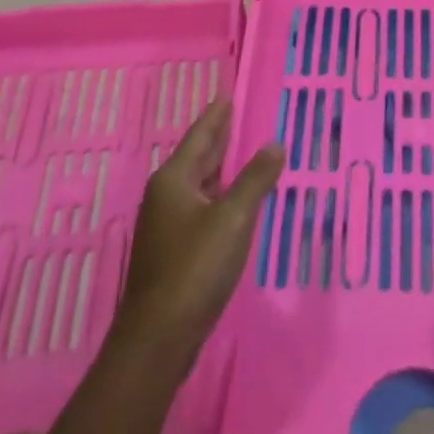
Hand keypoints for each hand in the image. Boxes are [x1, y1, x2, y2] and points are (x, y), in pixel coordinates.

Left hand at [107, 99, 283, 372]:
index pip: (200, 137)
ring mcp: (165, 226)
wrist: (158, 338)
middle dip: (215, 138)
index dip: (215, 117)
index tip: (226, 95)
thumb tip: (275, 144)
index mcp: (174, 180)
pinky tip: (230, 201)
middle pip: (195, 158)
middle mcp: (165, 196)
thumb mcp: (233, 219)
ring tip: (238, 152)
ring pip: (196, 184)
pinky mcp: (171, 251)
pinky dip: (216, 194)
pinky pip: (198, 207)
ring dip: (217, 167)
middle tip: (234, 116)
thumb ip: (255, 179)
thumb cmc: (195, 268)